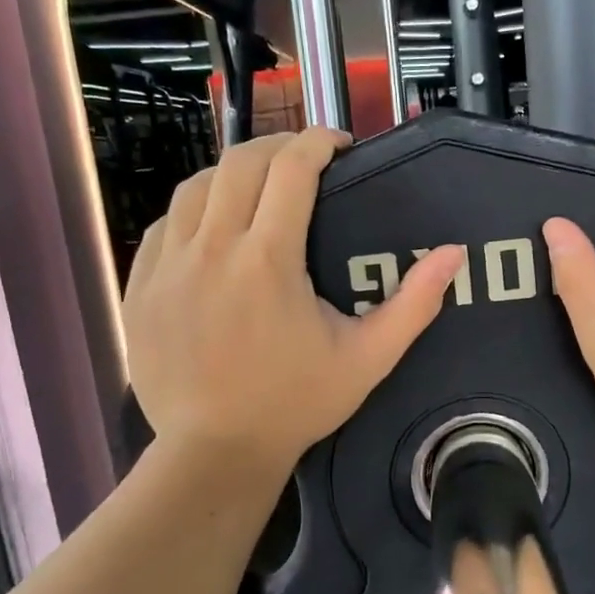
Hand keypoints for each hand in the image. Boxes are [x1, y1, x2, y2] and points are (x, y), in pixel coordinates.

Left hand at [124, 129, 463, 472]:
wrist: (215, 451)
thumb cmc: (295, 403)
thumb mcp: (368, 358)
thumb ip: (414, 303)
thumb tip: (453, 253)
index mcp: (268, 259)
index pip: (291, 169)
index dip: (318, 142)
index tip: (339, 145)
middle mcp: (211, 248)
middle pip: (240, 163)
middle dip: (278, 148)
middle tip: (306, 162)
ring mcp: (167, 265)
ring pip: (195, 186)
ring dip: (233, 174)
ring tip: (259, 189)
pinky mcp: (140, 286)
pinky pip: (165, 224)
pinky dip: (194, 211)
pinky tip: (214, 230)